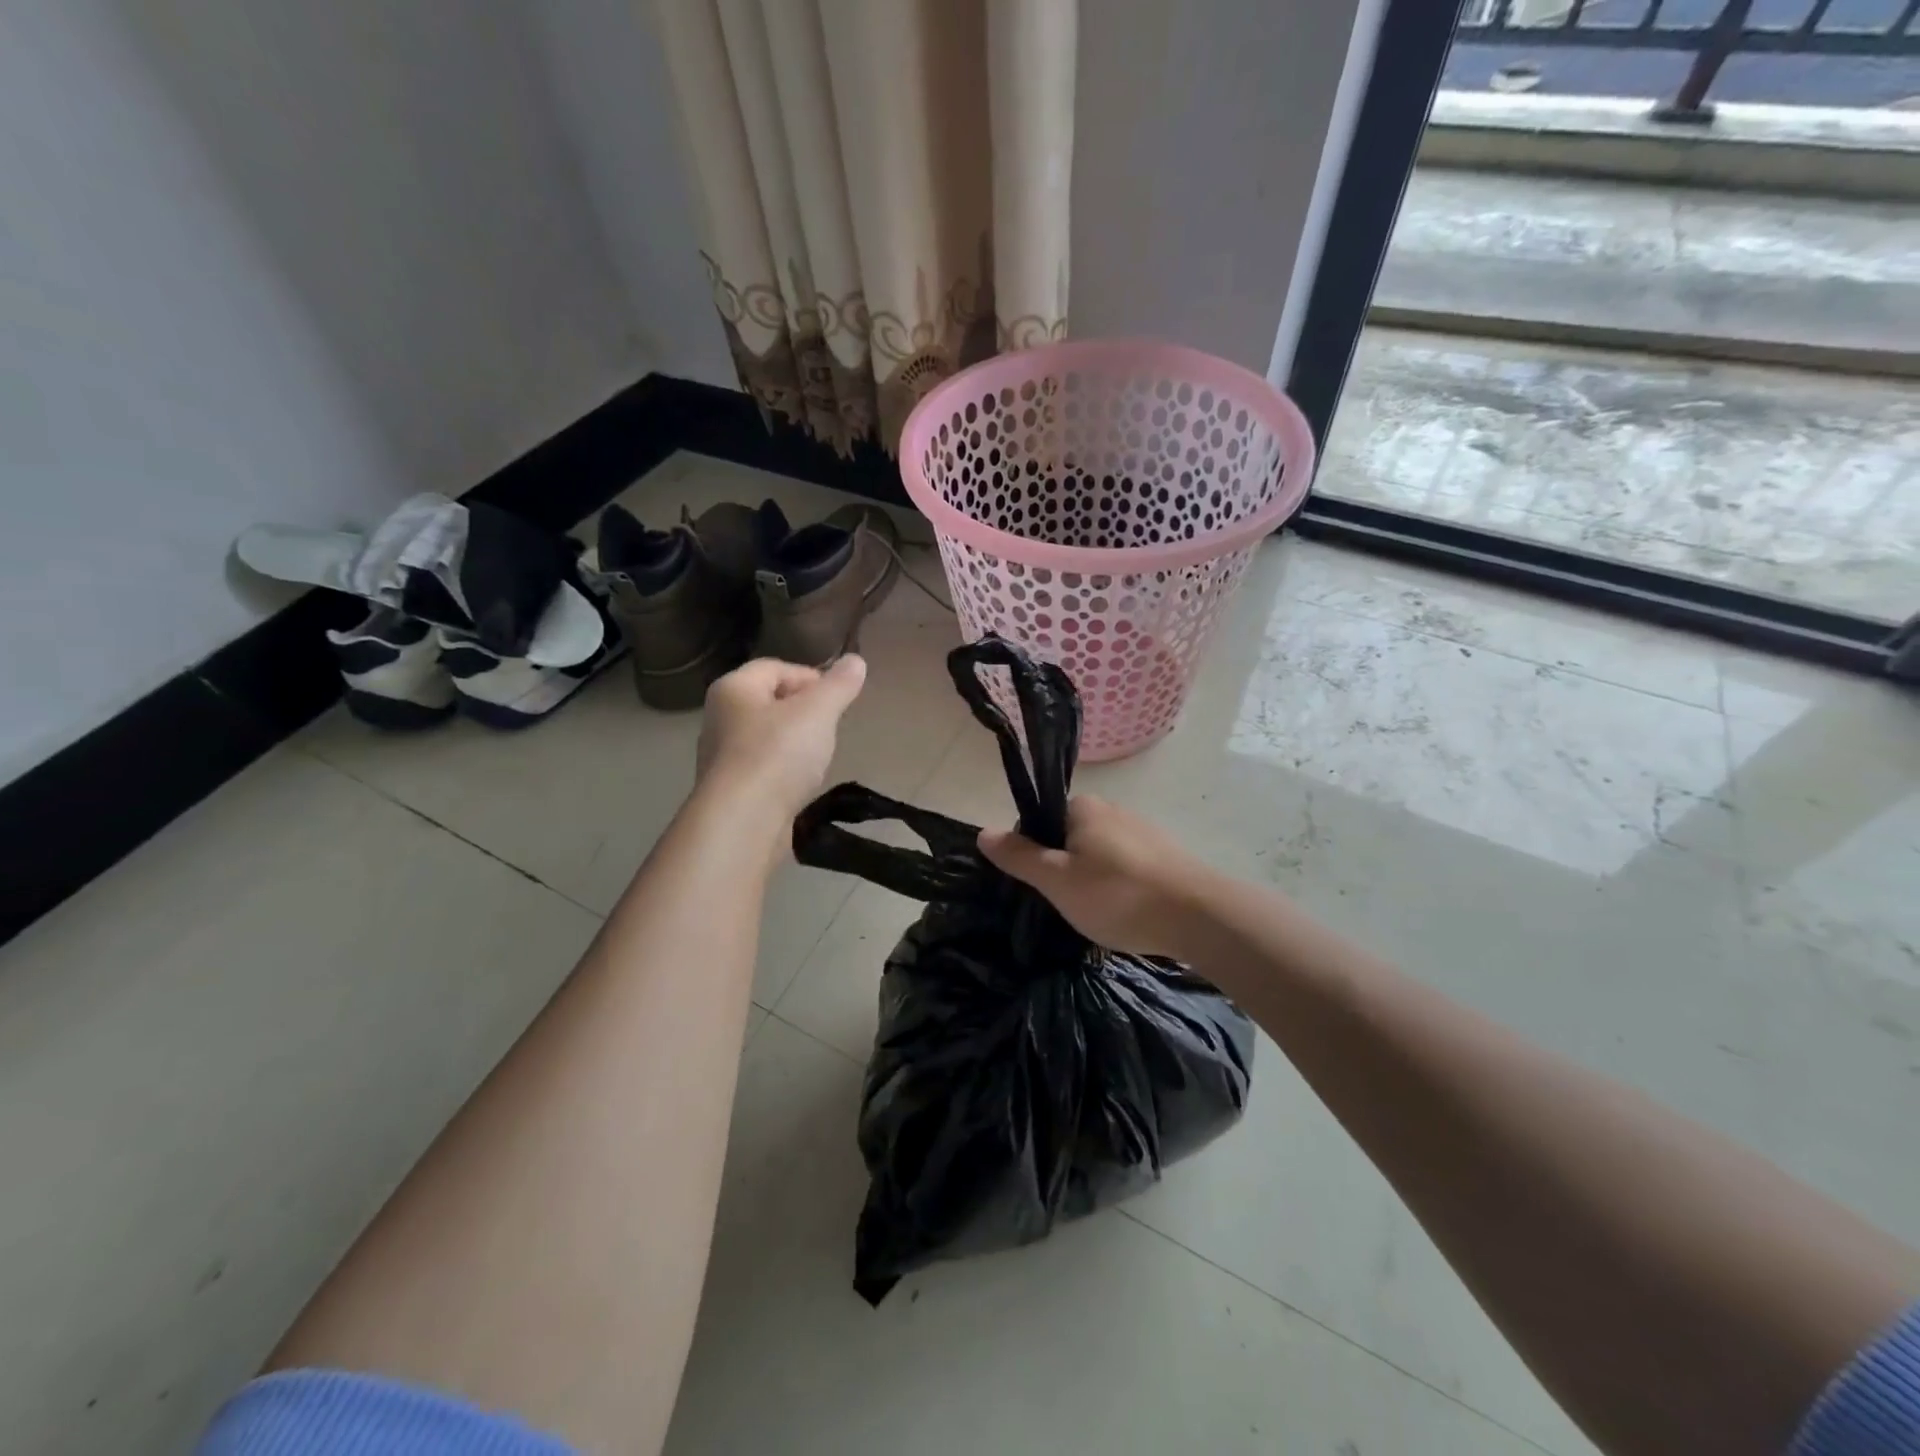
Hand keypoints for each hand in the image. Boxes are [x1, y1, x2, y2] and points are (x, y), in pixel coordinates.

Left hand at [696, 656, 867, 817]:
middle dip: (804, 711)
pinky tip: (800, 785)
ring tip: (819, 757)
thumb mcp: (818, 712)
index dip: (811, 677)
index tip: (837, 699)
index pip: (776, 667)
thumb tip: (856, 660)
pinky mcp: (729, 791)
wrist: (742, 822)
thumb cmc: (778, 754)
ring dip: (794, 743)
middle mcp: (719, 717)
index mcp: (733, 688)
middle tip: (830, 726)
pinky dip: (783, 771)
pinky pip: (762, 769)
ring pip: (766, 737)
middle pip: (769, 702)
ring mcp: (720, 757)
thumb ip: (839, 685)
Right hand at [977, 794, 1209, 959]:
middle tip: (1067, 905)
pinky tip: (1127, 913)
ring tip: (1098, 915)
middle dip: (1064, 869)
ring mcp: (1144, 831)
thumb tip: (982, 832)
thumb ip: (1019, 856)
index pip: (1040, 822)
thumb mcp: (1057, 880)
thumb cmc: (1118, 895)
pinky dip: (1120, 886)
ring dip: (1093, 880)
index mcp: (1082, 807)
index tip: (1041, 887)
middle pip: (1070, 838)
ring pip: (1100, 854)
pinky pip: (1128, 867)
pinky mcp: (1166, 855)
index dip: (1032, 854)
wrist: (1200, 916)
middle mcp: (1113, 809)